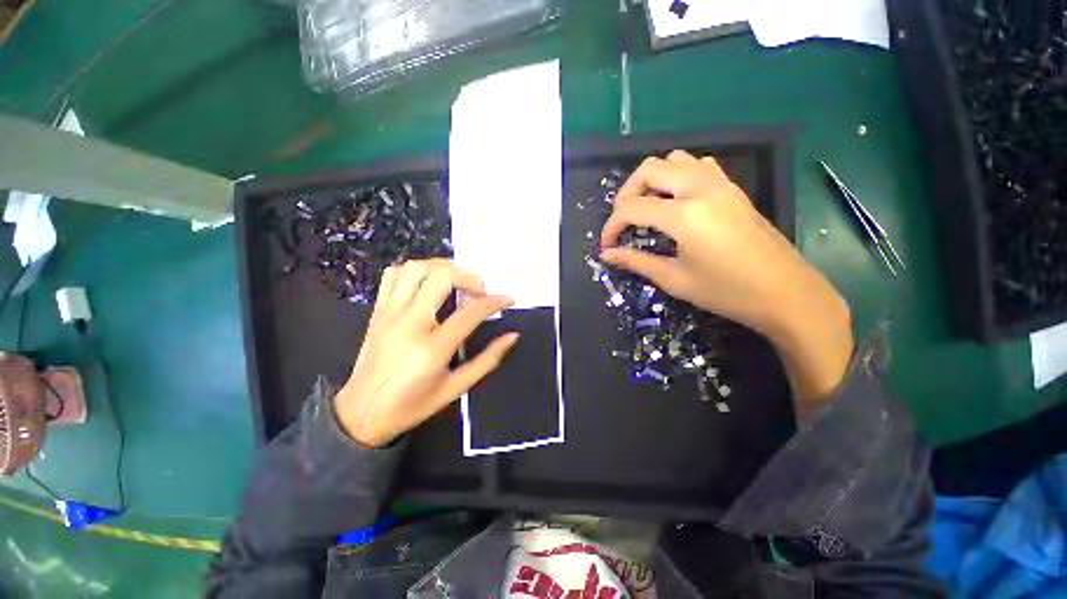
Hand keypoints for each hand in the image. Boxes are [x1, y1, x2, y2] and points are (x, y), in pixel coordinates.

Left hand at [334, 259, 518, 447]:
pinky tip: (428, 282)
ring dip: (443, 267)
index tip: (508, 299)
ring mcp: (389, 313)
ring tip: (457, 280)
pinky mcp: (377, 310)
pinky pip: (393, 275)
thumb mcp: (456, 388)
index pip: (471, 312)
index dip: (495, 301)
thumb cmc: (413, 405)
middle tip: (480, 290)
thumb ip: (487, 360)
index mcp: (432, 348)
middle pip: (442, 277)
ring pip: (416, 268)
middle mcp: (409, 323)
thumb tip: (512, 336)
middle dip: (469, 277)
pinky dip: (415, 270)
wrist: (361, 413)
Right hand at [600, 151, 852, 408]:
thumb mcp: (674, 279)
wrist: (785, 293)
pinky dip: (677, 176)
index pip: (632, 208)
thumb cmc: (726, 292)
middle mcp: (700, 188)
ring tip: (646, 208)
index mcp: (684, 214)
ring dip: (652, 180)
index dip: (612, 227)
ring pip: (675, 160)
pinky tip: (676, 201)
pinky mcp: (732, 188)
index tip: (607, 246)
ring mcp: (720, 184)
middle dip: (626, 194)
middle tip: (623, 221)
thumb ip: (636, 262)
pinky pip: (698, 166)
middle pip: (649, 169)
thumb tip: (606, 255)